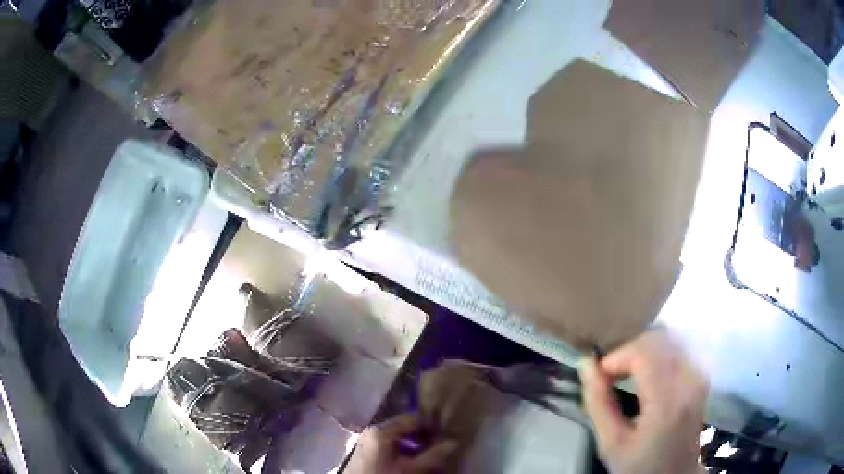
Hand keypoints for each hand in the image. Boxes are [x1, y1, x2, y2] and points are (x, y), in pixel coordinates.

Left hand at [346, 414, 457, 473]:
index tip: (446, 434)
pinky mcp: (366, 449)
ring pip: (397, 435)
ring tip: (428, 453)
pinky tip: (412, 459)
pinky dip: (402, 449)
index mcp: (381, 430)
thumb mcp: (411, 469)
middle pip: (404, 426)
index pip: (412, 418)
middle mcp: (373, 429)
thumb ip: (433, 456)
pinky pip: (389, 443)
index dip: (431, 425)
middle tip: (439, 445)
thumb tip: (453, 442)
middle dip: (422, 436)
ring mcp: (367, 439)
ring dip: (413, 443)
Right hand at [578, 328, 708, 473]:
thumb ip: (598, 402)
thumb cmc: (640, 465)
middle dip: (628, 350)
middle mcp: (690, 379)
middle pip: (658, 338)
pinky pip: (677, 346)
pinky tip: (645, 372)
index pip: (644, 352)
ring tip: (626, 373)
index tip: (599, 376)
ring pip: (668, 337)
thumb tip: (586, 363)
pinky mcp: (701, 373)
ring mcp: (699, 374)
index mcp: (668, 401)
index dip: (617, 356)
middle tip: (610, 375)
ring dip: (642, 349)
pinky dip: (656, 352)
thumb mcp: (611, 443)